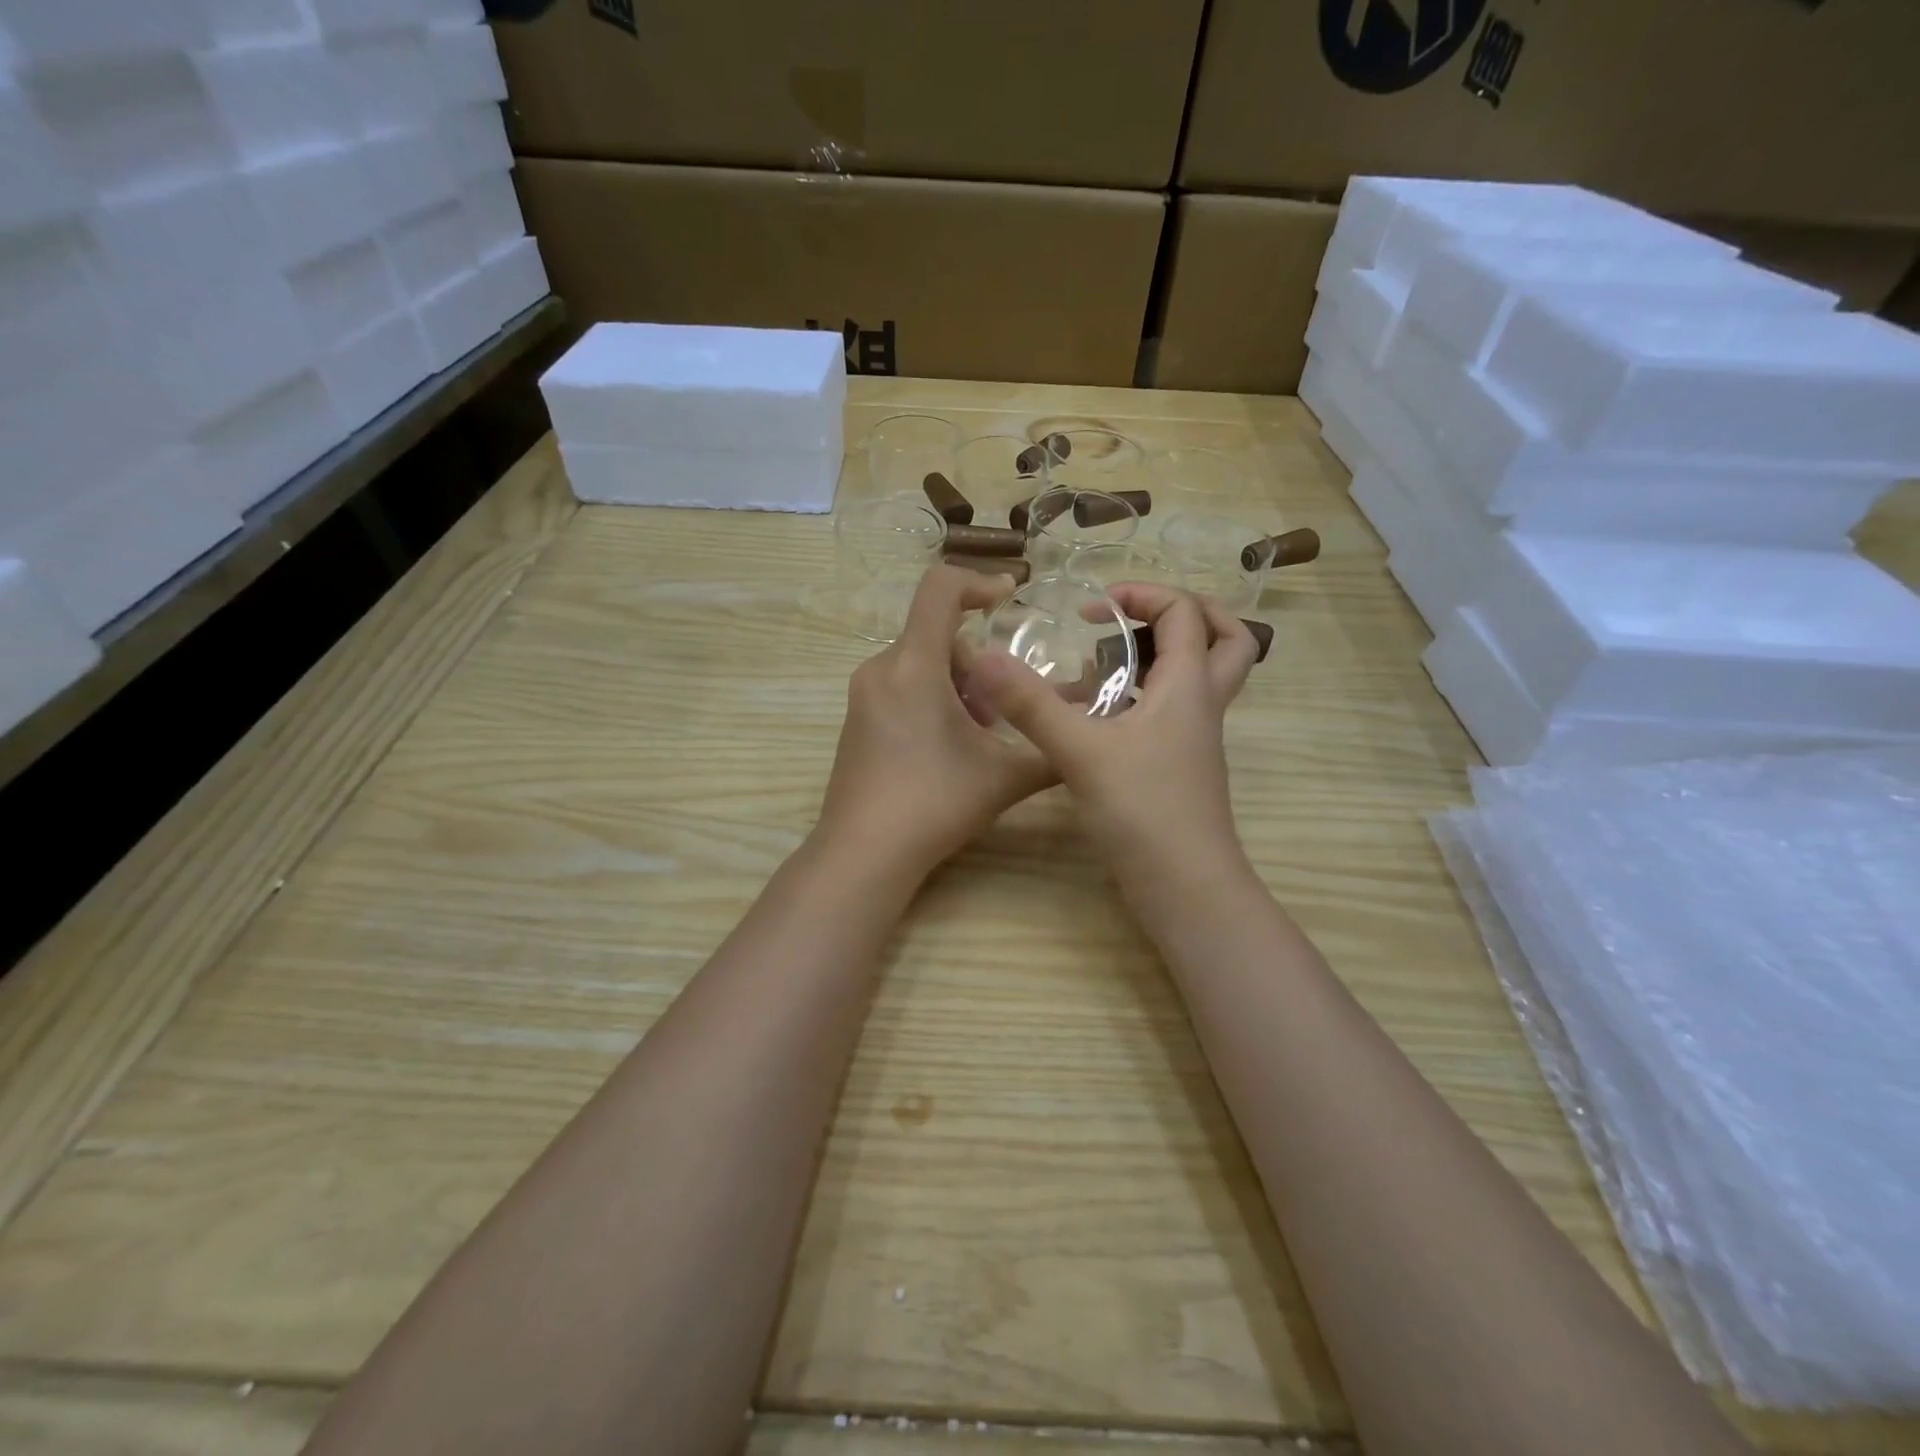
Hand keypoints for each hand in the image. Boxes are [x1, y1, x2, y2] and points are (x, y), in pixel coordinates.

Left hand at [814, 566, 1056, 877]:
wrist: (863, 853)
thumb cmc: (934, 804)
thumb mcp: (1004, 777)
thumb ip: (1052, 751)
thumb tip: (1090, 734)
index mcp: (913, 666)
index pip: (939, 589)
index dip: (979, 581)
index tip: (1010, 598)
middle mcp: (881, 669)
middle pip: (935, 633)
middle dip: (977, 661)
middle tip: (999, 708)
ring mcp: (863, 695)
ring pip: (919, 662)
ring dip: (956, 683)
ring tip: (978, 733)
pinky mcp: (856, 720)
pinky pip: (900, 685)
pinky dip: (931, 697)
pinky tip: (947, 747)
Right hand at [964, 585, 1258, 880]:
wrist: (1185, 887)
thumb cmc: (1143, 811)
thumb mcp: (1080, 751)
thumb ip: (1031, 704)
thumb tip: (984, 658)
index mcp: (1188, 686)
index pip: (1184, 613)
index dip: (1143, 595)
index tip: (1093, 610)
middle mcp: (1201, 705)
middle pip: (1228, 640)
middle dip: (1188, 613)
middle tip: (1138, 615)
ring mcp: (1196, 739)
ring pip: (1204, 678)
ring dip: (1168, 654)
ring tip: (1115, 658)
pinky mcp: (1182, 767)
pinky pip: (1177, 711)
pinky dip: (1149, 695)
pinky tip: (1104, 714)